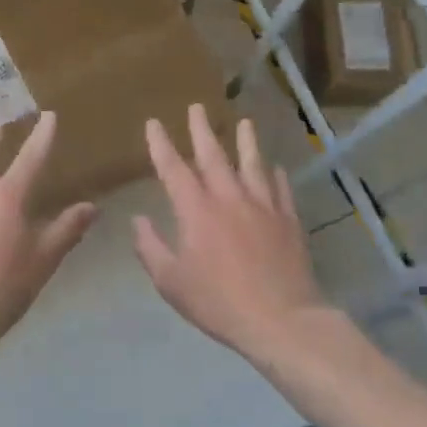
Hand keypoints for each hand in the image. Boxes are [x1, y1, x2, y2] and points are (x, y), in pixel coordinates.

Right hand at [133, 105, 329, 356]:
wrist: (280, 320)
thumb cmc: (218, 302)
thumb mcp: (171, 281)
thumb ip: (151, 247)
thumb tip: (138, 220)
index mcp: (196, 210)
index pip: (173, 169)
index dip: (161, 144)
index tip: (154, 123)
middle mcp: (229, 198)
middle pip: (213, 156)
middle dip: (202, 129)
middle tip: (197, 106)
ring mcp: (263, 207)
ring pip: (253, 164)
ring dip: (246, 141)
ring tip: (245, 122)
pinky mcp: (288, 221)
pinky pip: (281, 190)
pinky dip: (276, 176)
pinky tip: (275, 168)